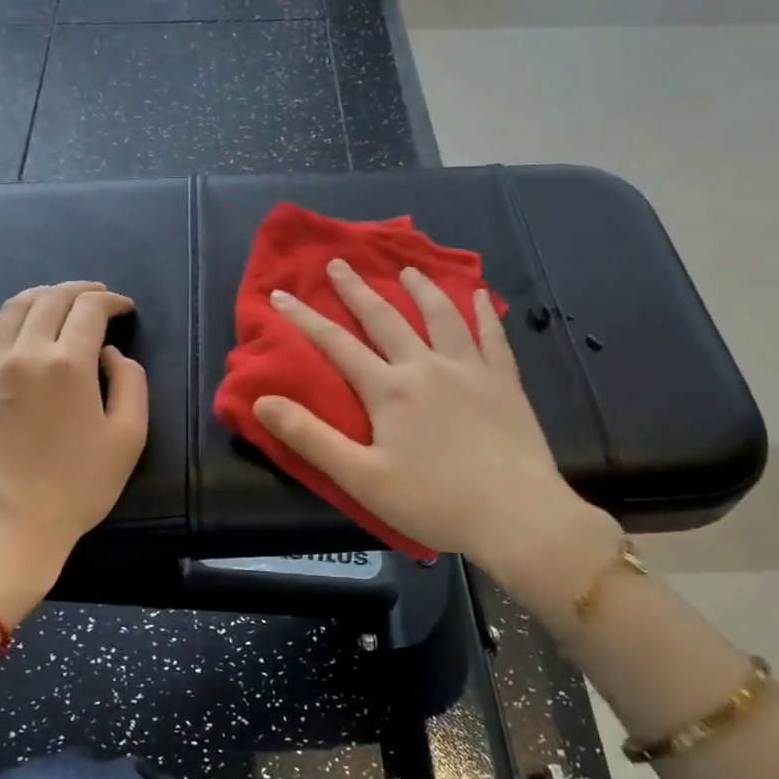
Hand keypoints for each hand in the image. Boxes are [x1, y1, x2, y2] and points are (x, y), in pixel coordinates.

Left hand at [0, 281, 147, 619]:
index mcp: (69, 363)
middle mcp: (26, 354)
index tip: (125, 307)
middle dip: (79, 290)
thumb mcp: (129, 437)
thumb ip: (130, 383)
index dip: (111, 301)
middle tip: (97, 295)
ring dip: (40, 296)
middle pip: (50, 300)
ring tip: (58, 300)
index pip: (90, 310)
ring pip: (13, 309)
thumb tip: (110, 354)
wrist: (9, 527)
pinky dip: (0, 321)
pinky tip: (11, 326)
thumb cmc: (78, 486)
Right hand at [253, 259, 619, 590]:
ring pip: (441, 317)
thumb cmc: (434, 502)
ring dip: (421, 290)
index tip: (280, 294)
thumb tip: (262, 401)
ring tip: (407, 269)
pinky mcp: (505, 383)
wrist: (516, 516)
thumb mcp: (360, 478)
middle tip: (339, 263)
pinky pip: (493, 337)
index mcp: (389, 390)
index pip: (336, 344)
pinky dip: (484, 313)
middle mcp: (426, 366)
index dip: (304, 318)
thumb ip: (310, 437)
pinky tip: (479, 295)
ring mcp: (470, 370)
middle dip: (357, 290)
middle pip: (386, 319)